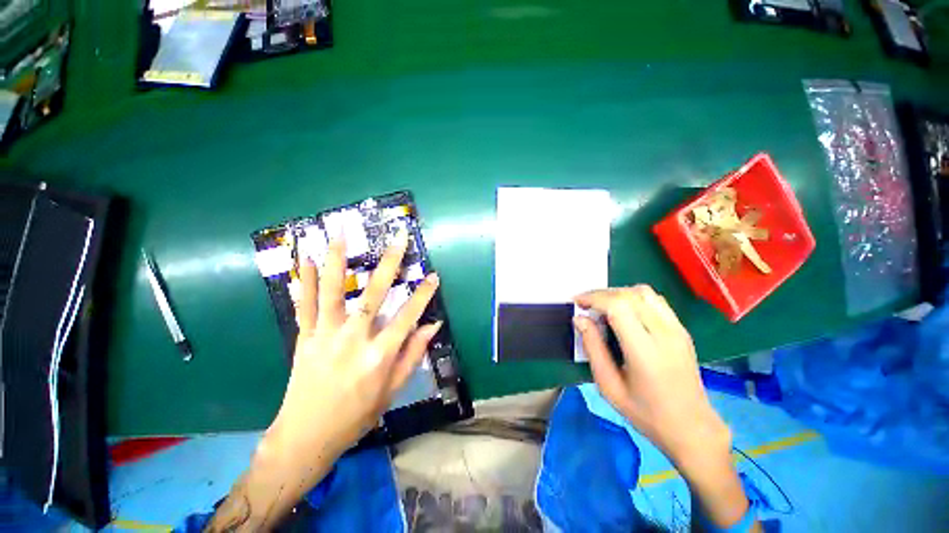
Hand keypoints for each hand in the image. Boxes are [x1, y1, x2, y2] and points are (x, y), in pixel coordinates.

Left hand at [265, 229, 441, 473]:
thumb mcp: (392, 391)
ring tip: (339, 234)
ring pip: (332, 293)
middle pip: (374, 295)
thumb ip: (412, 355)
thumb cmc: (355, 416)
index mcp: (378, 356)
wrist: (305, 437)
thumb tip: (432, 326)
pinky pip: (304, 306)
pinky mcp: (304, 338)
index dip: (422, 295)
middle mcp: (353, 340)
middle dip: (389, 264)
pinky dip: (304, 282)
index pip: (407, 317)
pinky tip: (303, 259)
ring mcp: (325, 336)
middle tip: (398, 239)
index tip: (433, 275)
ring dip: (336, 261)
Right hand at [575, 286, 755, 529]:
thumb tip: (581, 320)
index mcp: (647, 350)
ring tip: (603, 308)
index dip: (594, 296)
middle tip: (585, 305)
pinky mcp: (683, 333)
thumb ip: (595, 348)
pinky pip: (656, 302)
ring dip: (619, 294)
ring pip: (646, 293)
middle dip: (602, 293)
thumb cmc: (648, 416)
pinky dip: (634, 299)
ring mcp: (679, 331)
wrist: (696, 431)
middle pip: (630, 293)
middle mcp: (666, 334)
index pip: (618, 304)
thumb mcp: (610, 387)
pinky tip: (625, 315)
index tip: (576, 301)